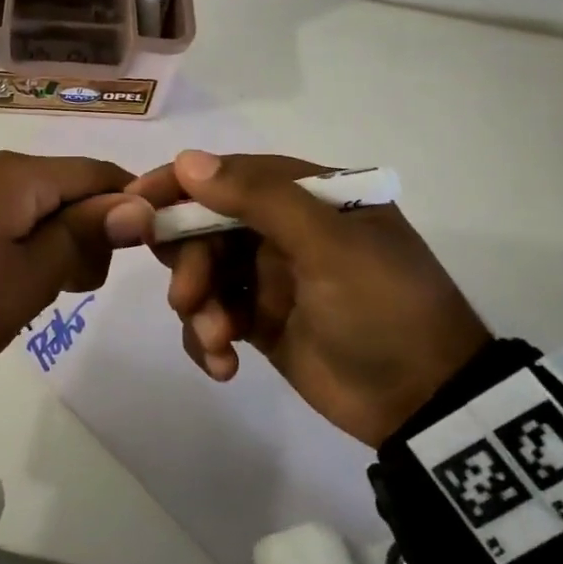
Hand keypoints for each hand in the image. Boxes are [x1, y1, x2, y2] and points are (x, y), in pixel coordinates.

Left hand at [0, 151, 136, 383]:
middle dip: (90, 232)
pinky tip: (8, 284)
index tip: (143, 251)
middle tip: (74, 287)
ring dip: (56, 245)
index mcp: (17, 175)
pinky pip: (6, 219)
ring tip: (38, 293)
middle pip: (67, 188)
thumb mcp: (31, 276)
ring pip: (37, 207)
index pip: (97, 172)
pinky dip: (24, 247)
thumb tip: (139, 204)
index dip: (131, 205)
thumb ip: (85, 234)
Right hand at [106, 151, 490, 446]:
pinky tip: (223, 364)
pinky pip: (212, 316)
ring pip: (202, 273)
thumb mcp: (330, 246)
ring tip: (217, 341)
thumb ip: (260, 199)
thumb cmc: (384, 309)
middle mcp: (283, 229)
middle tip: (189, 299)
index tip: (137, 203)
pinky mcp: (258, 320)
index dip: (180, 185)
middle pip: (206, 227)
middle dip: (189, 263)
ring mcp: (269, 275)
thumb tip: (188, 160)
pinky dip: (207, 338)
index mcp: (307, 196)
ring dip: (197, 306)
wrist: (425, 403)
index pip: (229, 174)